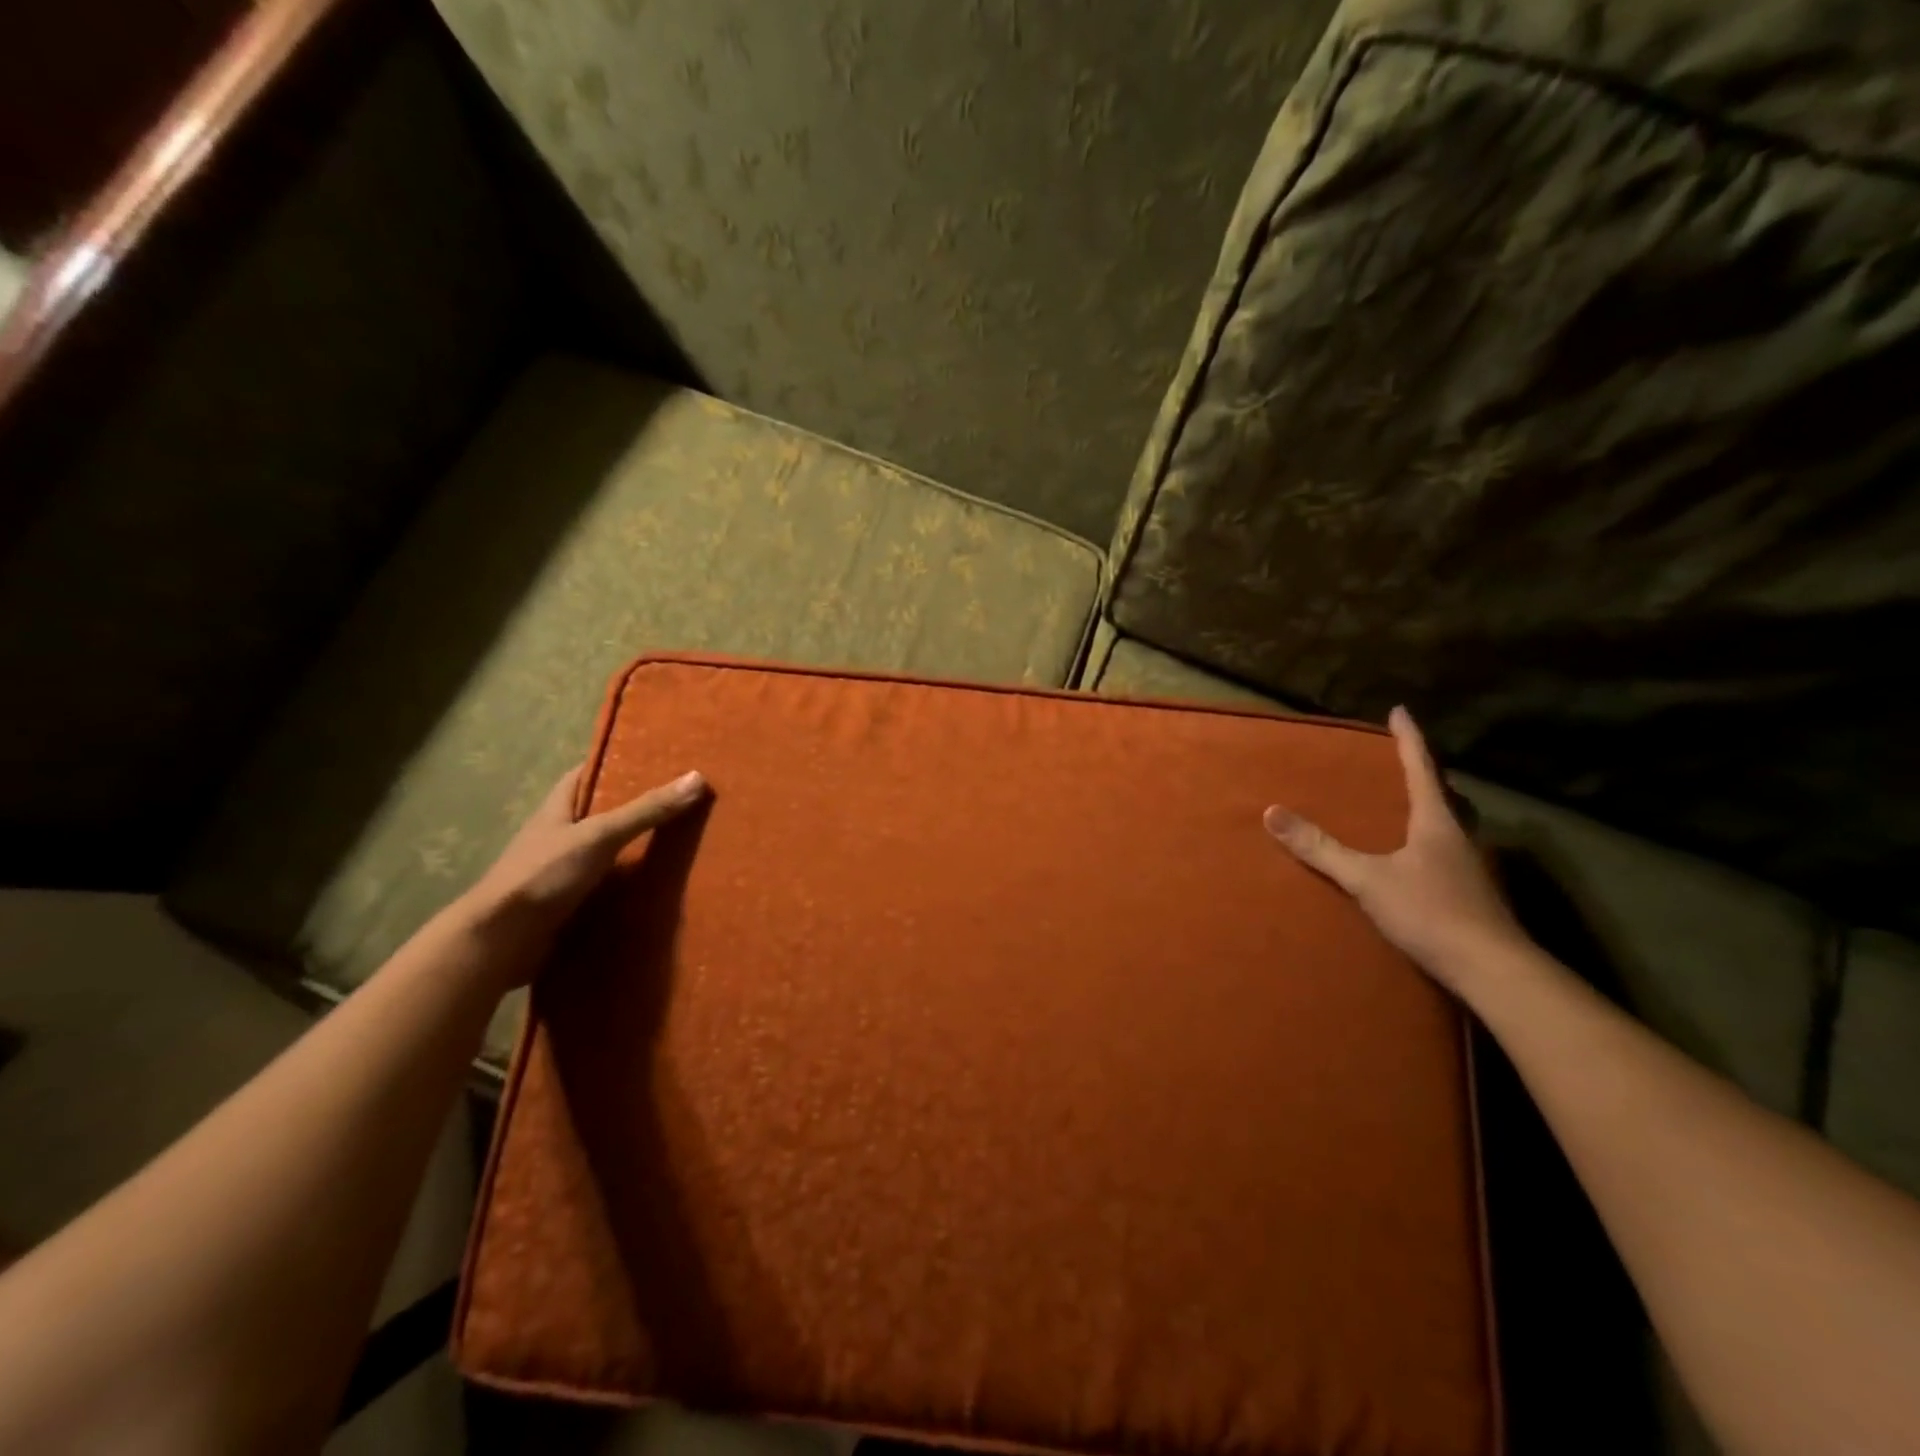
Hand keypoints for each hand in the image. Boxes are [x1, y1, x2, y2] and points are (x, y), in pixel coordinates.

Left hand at [459, 765, 707, 979]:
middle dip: (640, 807)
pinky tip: (662, 886)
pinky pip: (609, 886)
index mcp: (558, 808)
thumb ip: (646, 810)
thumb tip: (698, 778)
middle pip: (604, 812)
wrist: (500, 942)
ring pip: (609, 851)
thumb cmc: (543, 875)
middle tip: (685, 800)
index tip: (659, 759)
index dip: (620, 762)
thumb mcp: (599, 835)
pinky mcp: (571, 903)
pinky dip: (632, 885)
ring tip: (687, 841)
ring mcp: (564, 870)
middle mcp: (560, 835)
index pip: (589, 773)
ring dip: (639, 849)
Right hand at [1264, 706, 1527, 995]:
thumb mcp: (1366, 879)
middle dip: (1427, 774)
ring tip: (1411, 807)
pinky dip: (1436, 841)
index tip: (1400, 711)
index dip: (1408, 739)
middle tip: (1406, 762)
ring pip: (1455, 823)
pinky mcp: (1477, 893)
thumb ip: (1320, 849)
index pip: (1421, 768)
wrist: (1493, 970)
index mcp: (1437, 822)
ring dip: (1435, 808)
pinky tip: (1421, 859)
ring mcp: (1474, 866)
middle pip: (1447, 794)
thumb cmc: (1431, 913)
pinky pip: (1453, 851)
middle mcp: (1461, 836)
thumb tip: (1272, 813)